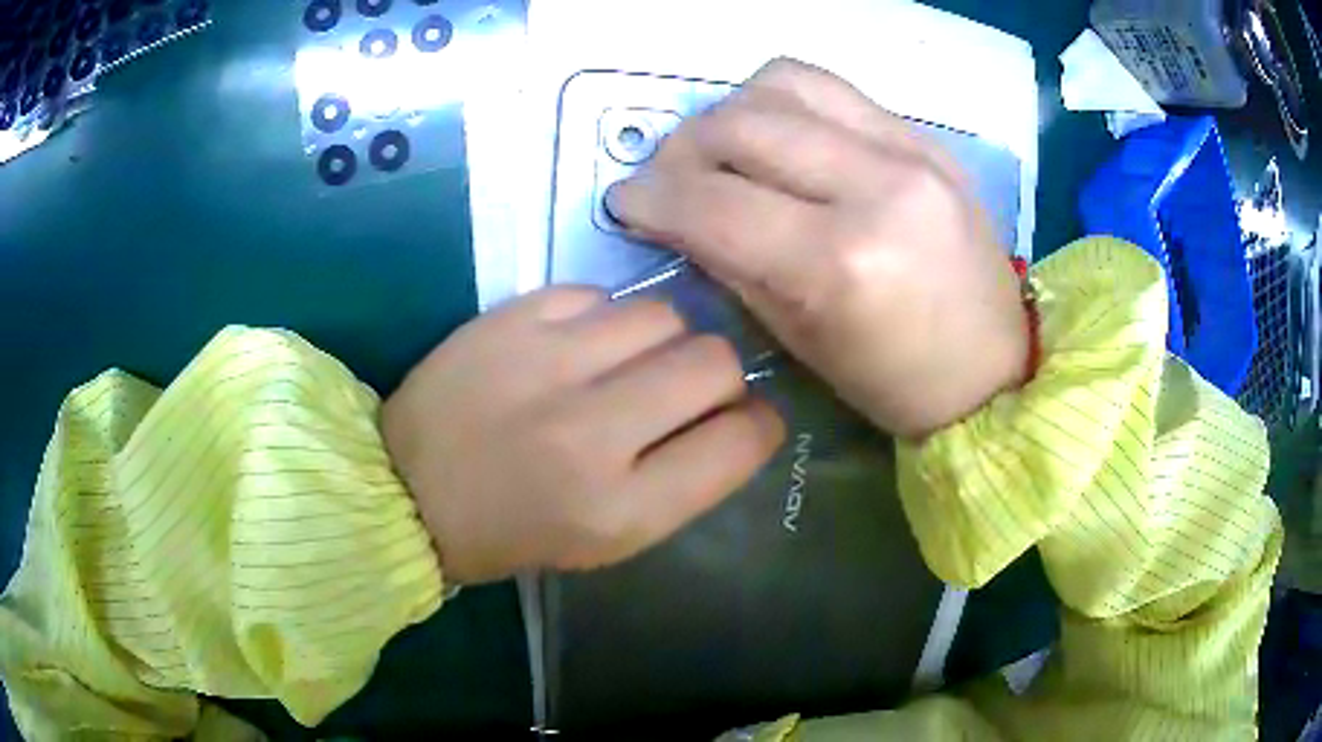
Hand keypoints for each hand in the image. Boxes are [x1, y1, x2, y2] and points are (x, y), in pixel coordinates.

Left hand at [382, 288, 784, 584]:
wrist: (406, 489)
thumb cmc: (512, 531)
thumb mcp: (610, 539)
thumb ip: (682, 480)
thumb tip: (734, 416)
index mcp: (621, 509)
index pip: (740, 440)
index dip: (759, 424)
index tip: (745, 420)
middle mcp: (593, 432)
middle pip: (714, 362)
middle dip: (719, 376)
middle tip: (686, 389)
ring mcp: (548, 364)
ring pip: (663, 315)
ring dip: (661, 341)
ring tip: (625, 364)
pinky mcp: (512, 319)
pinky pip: (599, 295)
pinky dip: (603, 320)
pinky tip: (574, 347)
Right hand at [607, 59, 1027, 438]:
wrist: (993, 366)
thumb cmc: (896, 381)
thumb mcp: (799, 340)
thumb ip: (732, 263)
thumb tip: (677, 214)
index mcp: (842, 262)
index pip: (713, 202)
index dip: (650, 198)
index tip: (625, 201)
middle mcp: (876, 185)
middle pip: (740, 126)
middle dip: (681, 149)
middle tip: (669, 179)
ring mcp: (909, 148)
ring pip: (781, 84)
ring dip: (729, 113)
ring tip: (724, 151)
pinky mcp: (925, 135)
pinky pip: (830, 87)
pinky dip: (782, 102)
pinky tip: (780, 135)